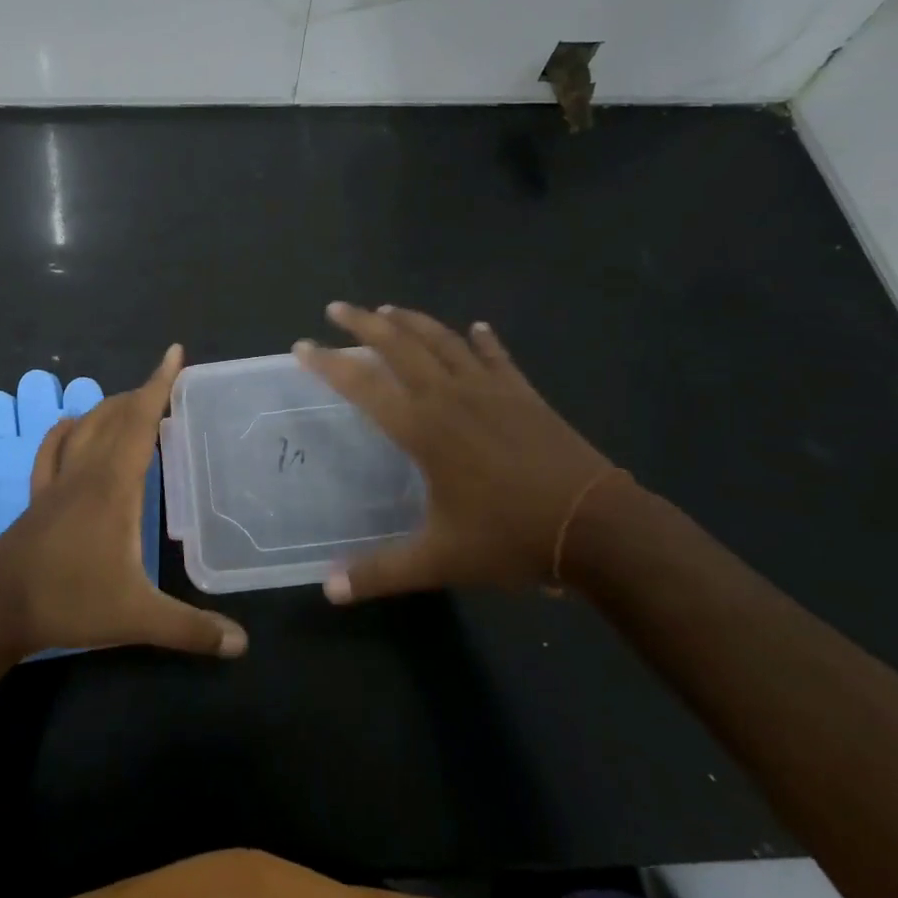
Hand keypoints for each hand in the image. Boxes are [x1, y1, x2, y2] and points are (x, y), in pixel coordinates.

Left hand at [0, 345, 246, 660]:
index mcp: (115, 484)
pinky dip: (66, 430)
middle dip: (143, 393)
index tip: (174, 352)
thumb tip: (242, 643)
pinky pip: (52, 449)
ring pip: (86, 426)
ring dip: (111, 407)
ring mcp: (59, 481)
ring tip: (133, 404)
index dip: (160, 384)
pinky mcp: (39, 496)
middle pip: (116, 415)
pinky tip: (71, 426)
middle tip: (169, 384)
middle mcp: (87, 470)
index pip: (141, 420)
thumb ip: (190, 629)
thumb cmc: (69, 601)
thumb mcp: (136, 617)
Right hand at [296, 302, 627, 602]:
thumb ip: (381, 572)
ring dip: (412, 321)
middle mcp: (449, 396)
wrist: (596, 526)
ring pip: (442, 340)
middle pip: (398, 345)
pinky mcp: (523, 393)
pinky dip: (483, 340)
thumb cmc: (511, 538)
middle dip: (363, 323)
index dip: (328, 363)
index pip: (362, 385)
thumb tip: (329, 589)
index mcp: (423, 428)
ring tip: (387, 310)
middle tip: (336, 308)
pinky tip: (476, 328)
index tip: (301, 346)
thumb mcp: (441, 560)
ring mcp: (489, 388)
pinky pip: (496, 356)